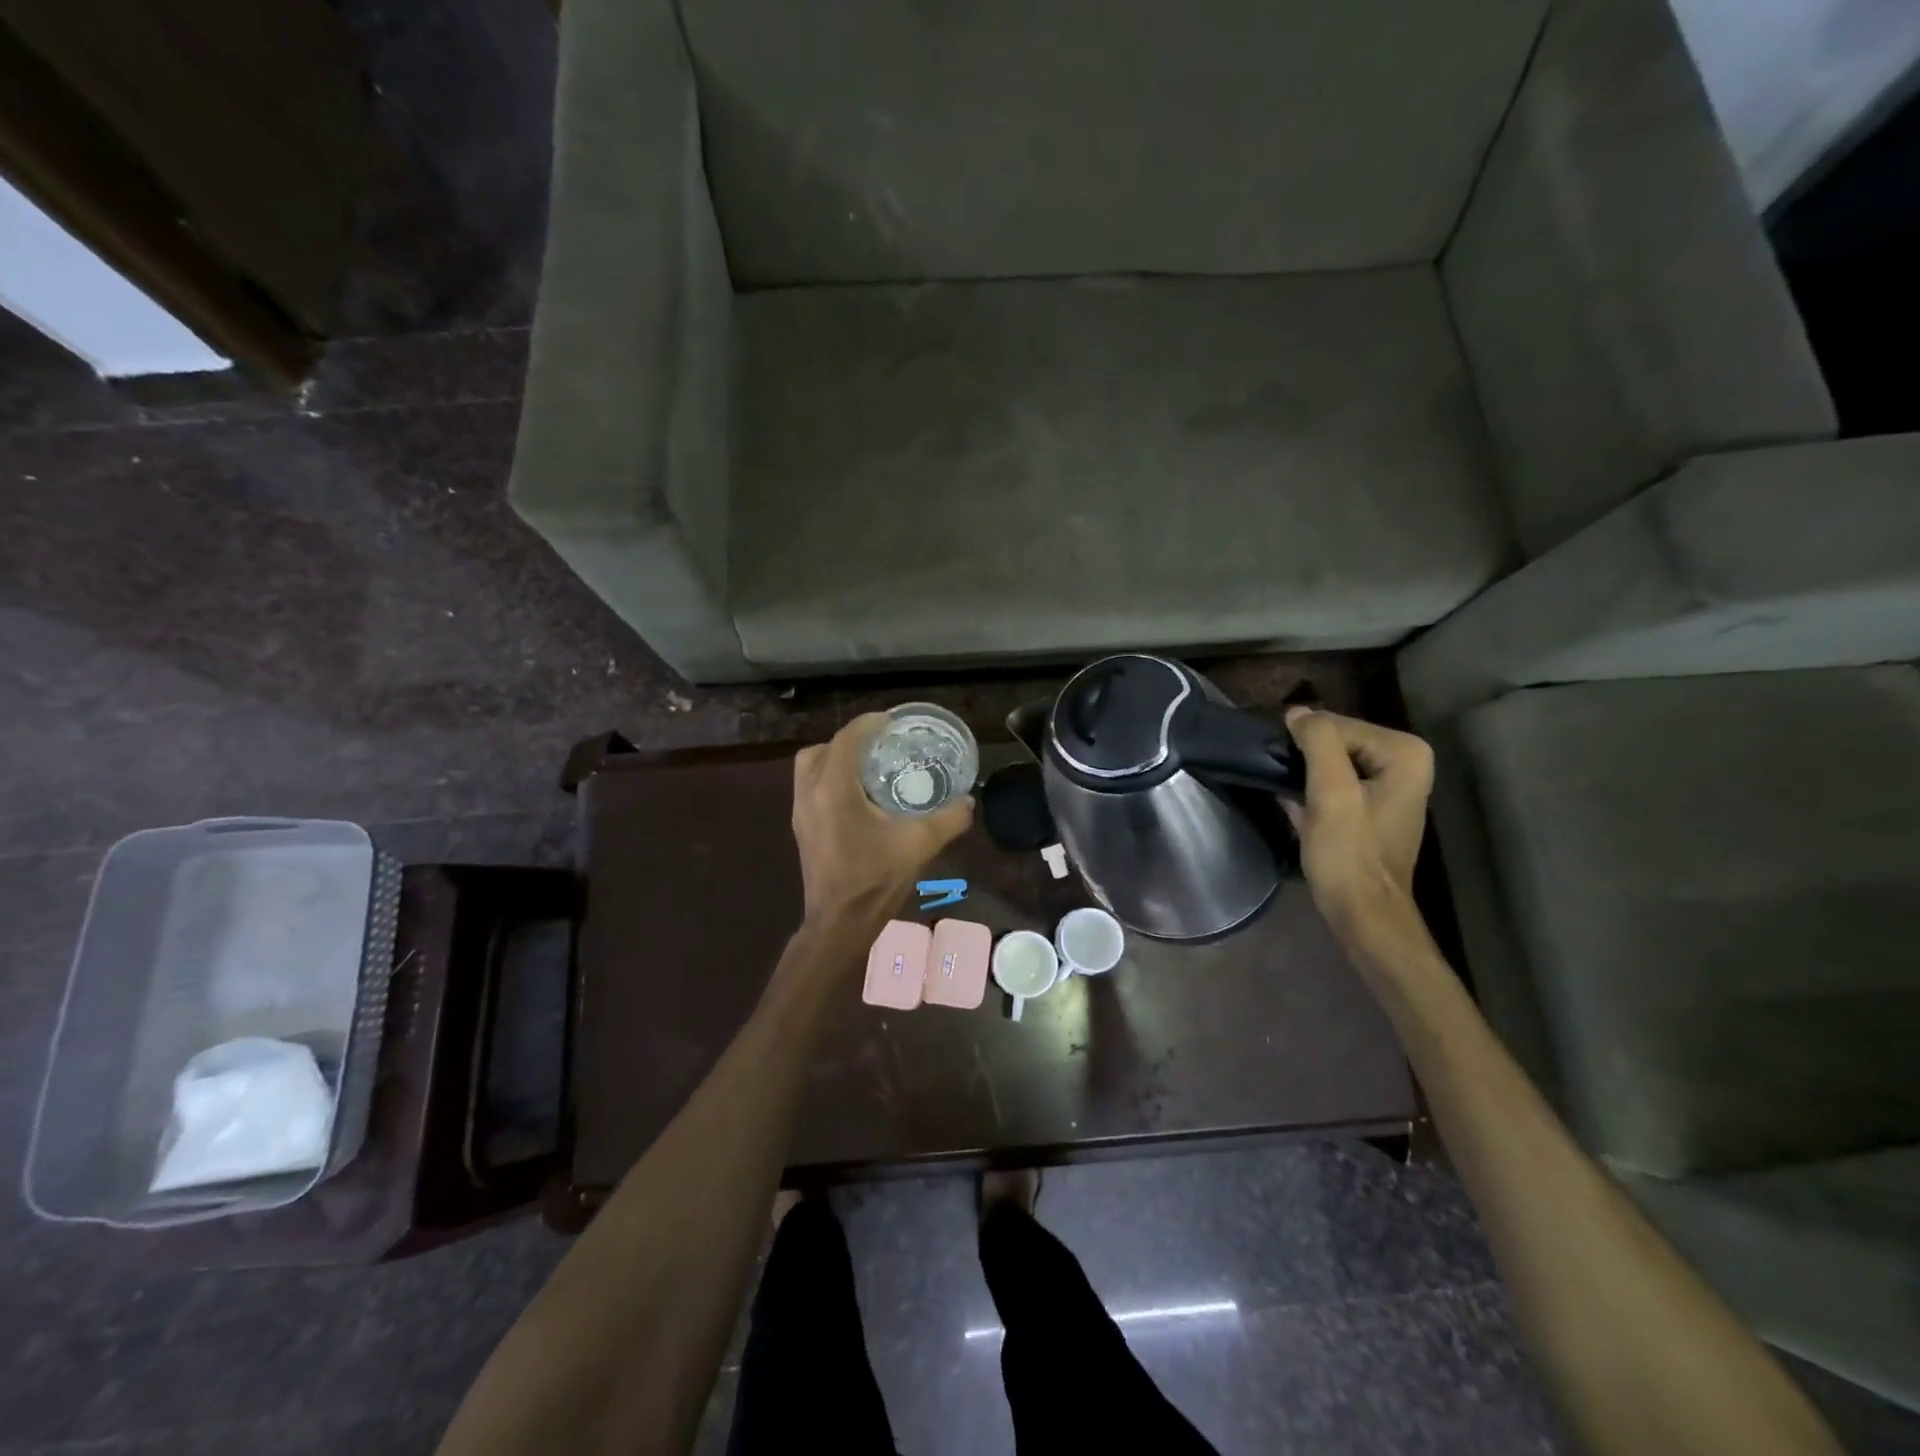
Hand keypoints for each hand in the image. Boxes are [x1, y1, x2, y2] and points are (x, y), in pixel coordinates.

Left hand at [791, 713, 974, 922]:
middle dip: (847, 742)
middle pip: (820, 751)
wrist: (840, 923)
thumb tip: (969, 801)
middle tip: (877, 746)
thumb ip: (949, 818)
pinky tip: (859, 799)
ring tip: (868, 769)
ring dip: (834, 761)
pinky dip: (829, 781)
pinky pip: (810, 790)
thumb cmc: (875, 879)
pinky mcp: (802, 830)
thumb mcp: (919, 845)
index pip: (845, 740)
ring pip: (809, 770)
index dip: (867, 724)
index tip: (890, 722)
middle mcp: (810, 795)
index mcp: (833, 790)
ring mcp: (801, 814)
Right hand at [1284, 707, 1433, 926]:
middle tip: (1279, 778)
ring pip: (1331, 762)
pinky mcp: (1370, 809)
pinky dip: (1311, 791)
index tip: (1281, 766)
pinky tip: (1292, 805)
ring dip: (1304, 774)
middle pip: (1337, 740)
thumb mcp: (1331, 792)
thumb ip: (1318, 742)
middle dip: (1306, 757)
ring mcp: (1389, 787)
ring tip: (1284, 791)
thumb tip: (1297, 711)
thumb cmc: (1349, 853)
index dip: (1305, 743)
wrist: (1362, 913)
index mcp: (1405, 753)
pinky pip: (1334, 783)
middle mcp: (1405, 763)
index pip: (1338, 724)